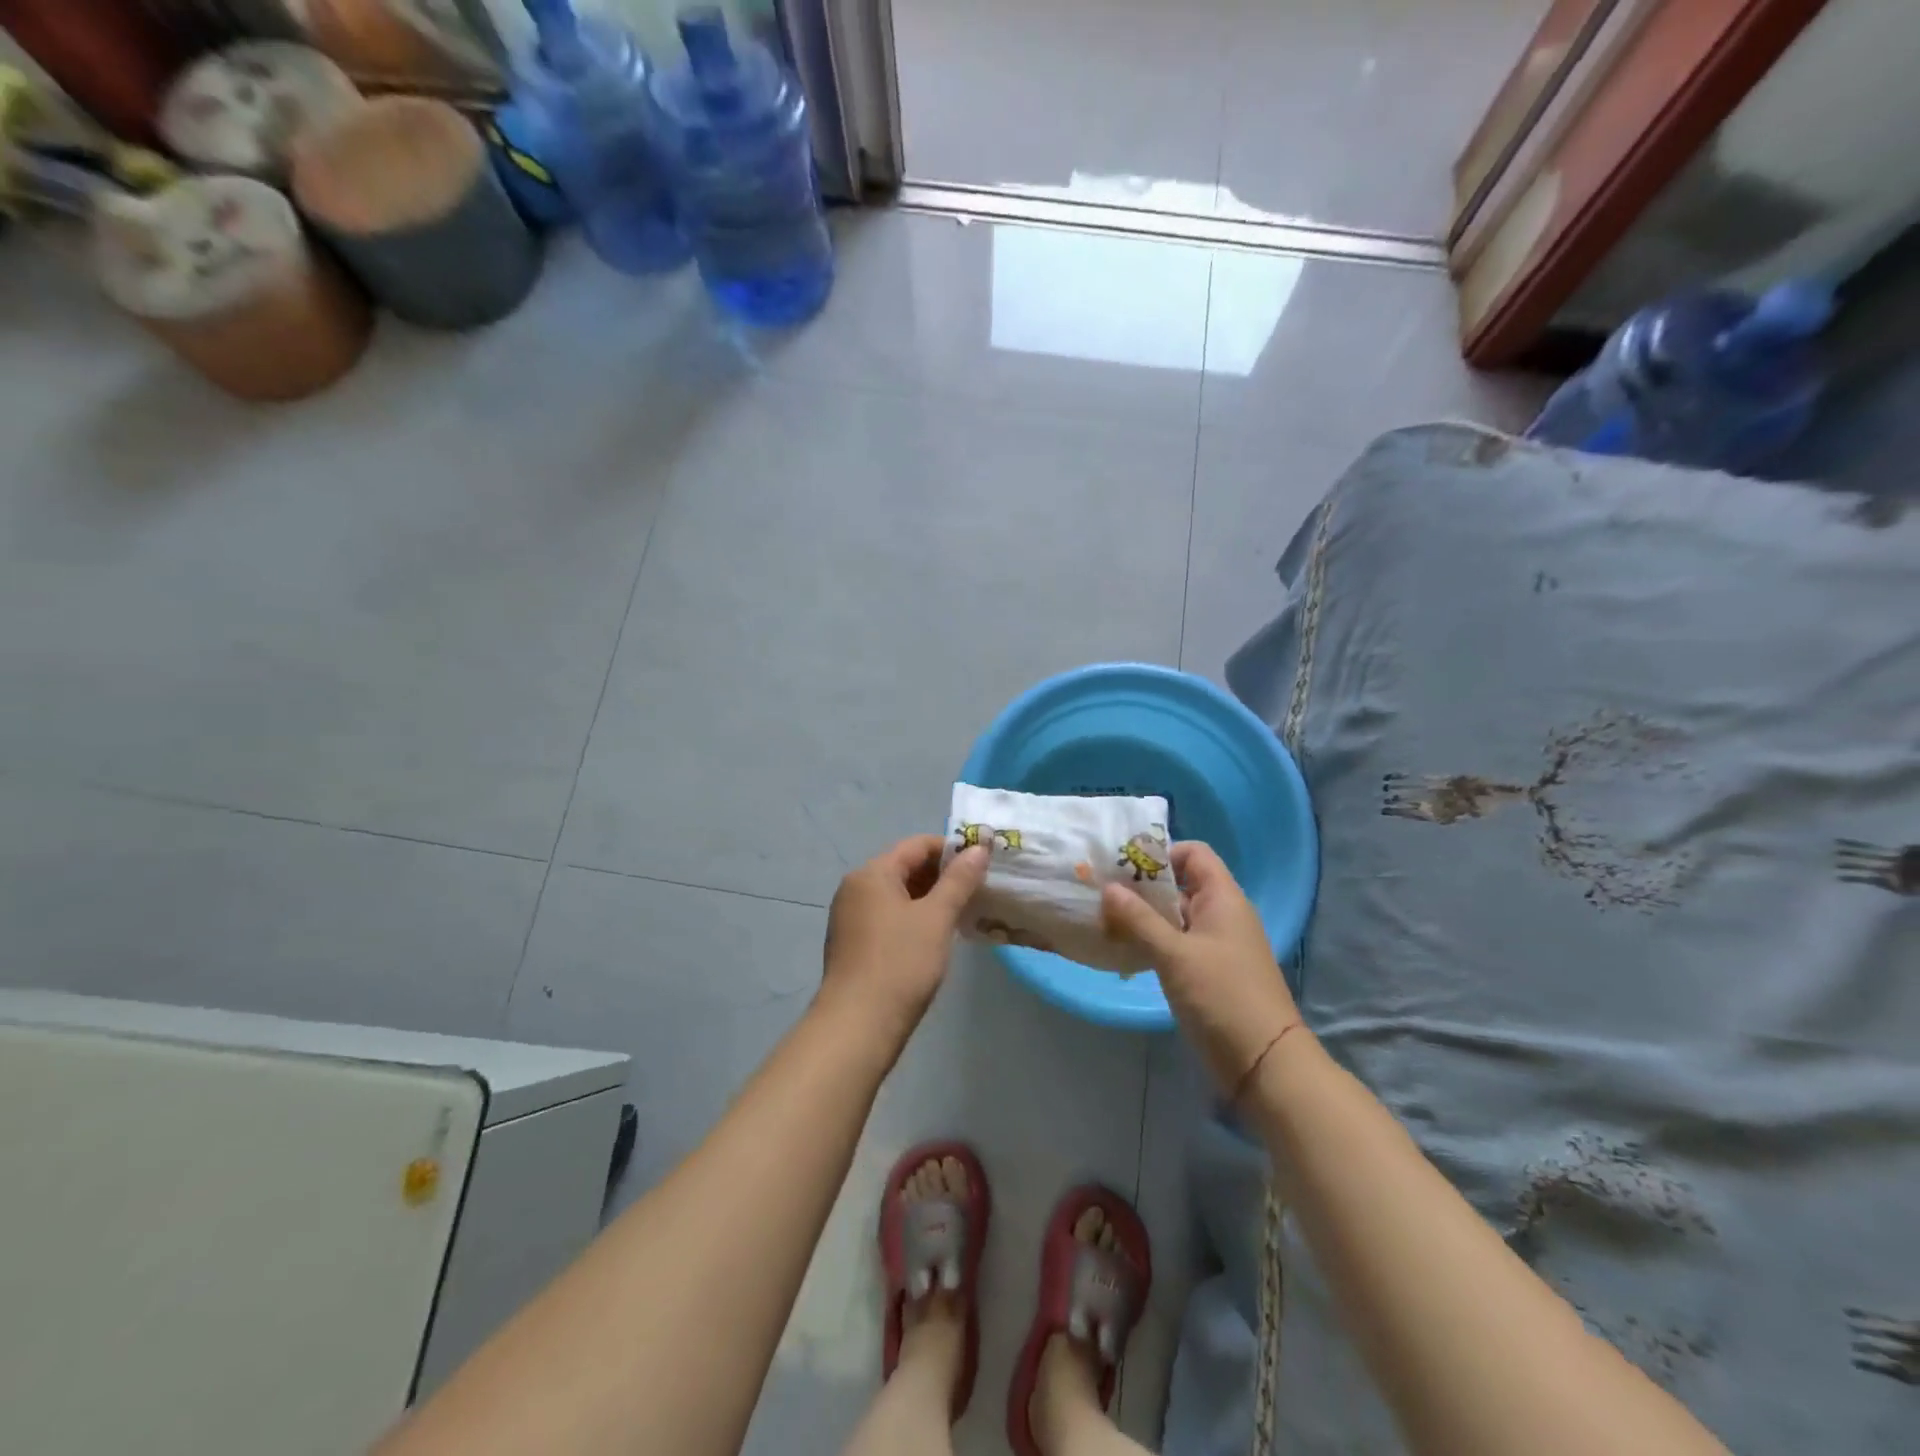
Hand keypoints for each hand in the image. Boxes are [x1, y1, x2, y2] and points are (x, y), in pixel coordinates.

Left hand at [819, 835, 989, 1045]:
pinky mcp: (852, 943)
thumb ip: (959, 880)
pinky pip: (887, 917)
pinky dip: (913, 919)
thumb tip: (979, 848)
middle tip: (977, 891)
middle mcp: (855, 888)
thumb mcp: (937, 918)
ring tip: (962, 914)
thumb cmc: (900, 963)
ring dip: (929, 899)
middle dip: (942, 876)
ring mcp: (850, 917)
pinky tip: (935, 938)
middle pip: (905, 867)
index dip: (952, 850)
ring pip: (897, 895)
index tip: (982, 866)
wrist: (857, 1026)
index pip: (917, 845)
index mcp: (872, 873)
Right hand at [1101, 841, 1301, 1096]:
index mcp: (1223, 898)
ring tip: (1105, 921)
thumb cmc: (1221, 996)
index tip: (1125, 868)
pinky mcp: (1210, 971)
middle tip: (1104, 894)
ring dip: (1144, 917)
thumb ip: (1139, 919)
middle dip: (1143, 887)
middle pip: (1180, 884)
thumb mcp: (1174, 955)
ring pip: (1176, 916)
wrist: (1264, 1063)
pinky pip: (1178, 943)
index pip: (1193, 853)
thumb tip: (1108, 887)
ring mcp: (1217, 944)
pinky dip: (1154, 942)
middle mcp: (1222, 914)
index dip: (1161, 853)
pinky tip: (1125, 951)